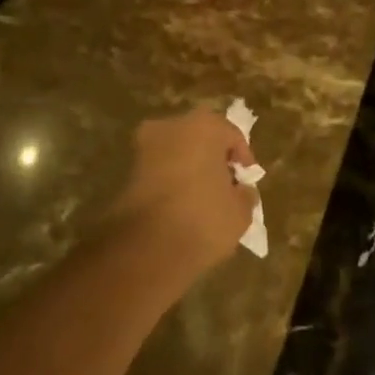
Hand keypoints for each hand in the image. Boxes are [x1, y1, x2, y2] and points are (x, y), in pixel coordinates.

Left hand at [104, 108, 258, 283]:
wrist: (146, 249)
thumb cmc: (203, 218)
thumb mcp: (241, 211)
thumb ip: (244, 194)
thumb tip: (240, 190)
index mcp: (205, 126)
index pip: (232, 135)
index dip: (243, 159)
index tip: (247, 181)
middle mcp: (171, 126)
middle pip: (201, 137)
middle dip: (213, 158)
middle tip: (225, 184)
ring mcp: (144, 147)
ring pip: (177, 152)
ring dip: (190, 168)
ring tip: (204, 198)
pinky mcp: (127, 172)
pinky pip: (160, 170)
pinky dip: (171, 181)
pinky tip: (182, 206)